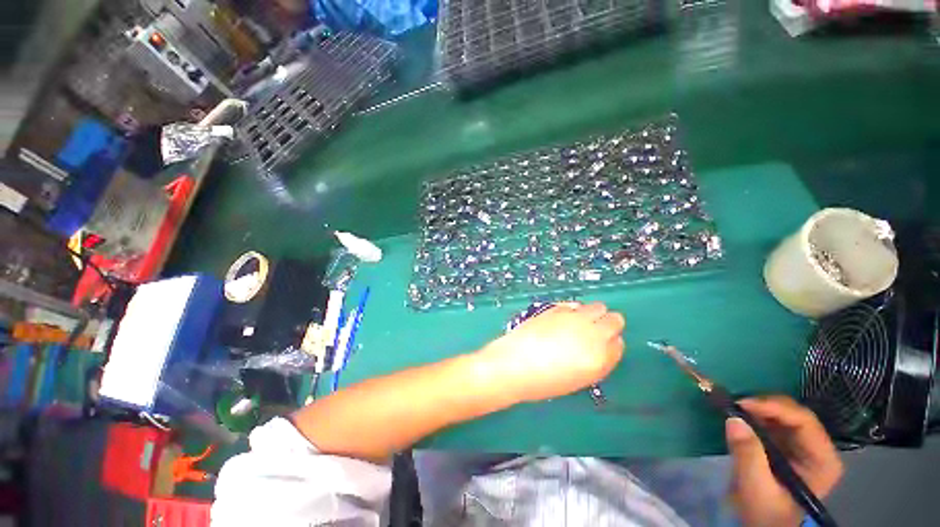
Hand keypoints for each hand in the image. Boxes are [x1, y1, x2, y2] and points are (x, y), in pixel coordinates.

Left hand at [477, 302, 624, 402]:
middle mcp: (591, 333)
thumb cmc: (544, 381)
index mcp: (599, 358)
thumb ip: (596, 362)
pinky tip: (564, 319)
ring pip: (597, 307)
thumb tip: (600, 348)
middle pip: (615, 320)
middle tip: (594, 332)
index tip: (602, 346)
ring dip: (593, 314)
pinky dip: (574, 310)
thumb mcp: (578, 379)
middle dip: (608, 325)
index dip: (610, 344)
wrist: (514, 364)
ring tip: (579, 324)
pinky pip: (575, 304)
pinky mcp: (557, 308)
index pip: (619, 344)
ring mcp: (573, 318)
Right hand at [725, 396, 842, 526]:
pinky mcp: (786, 446)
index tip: (742, 404)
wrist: (764, 525)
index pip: (804, 422)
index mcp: (823, 460)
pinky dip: (755, 415)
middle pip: (794, 415)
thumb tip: (733, 419)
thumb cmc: (766, 513)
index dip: (774, 407)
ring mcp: (802, 446)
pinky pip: (772, 422)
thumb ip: (748, 455)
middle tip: (734, 403)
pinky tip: (740, 416)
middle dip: (764, 406)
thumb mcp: (756, 489)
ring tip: (734, 408)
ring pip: (782, 415)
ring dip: (758, 409)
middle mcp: (818, 448)